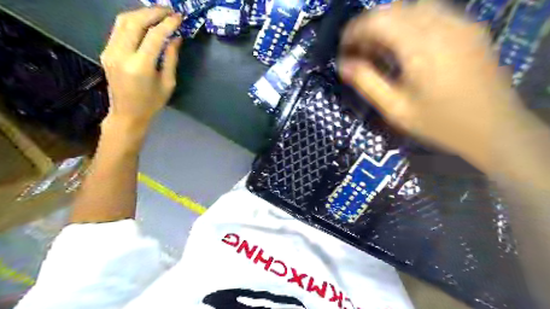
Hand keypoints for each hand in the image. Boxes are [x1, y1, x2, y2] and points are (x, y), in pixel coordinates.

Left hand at [100, 6, 182, 128]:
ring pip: (123, 20)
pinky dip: (133, 21)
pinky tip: (145, 22)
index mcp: (140, 66)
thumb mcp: (168, 83)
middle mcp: (121, 54)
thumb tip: (176, 37)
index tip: (179, 17)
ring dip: (141, 13)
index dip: (168, 23)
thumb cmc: (152, 103)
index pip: (154, 35)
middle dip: (154, 12)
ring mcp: (110, 51)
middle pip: (135, 21)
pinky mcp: (106, 51)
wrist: (127, 114)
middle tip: (170, 10)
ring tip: (158, 13)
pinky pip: (119, 29)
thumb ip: (171, 58)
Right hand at [340, 1, 523, 167]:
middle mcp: (441, 25)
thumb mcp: (396, 109)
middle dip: (370, 26)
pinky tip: (405, 46)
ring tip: (380, 48)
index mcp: (420, 46)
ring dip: (389, 24)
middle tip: (359, 51)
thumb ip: (367, 83)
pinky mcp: (469, 29)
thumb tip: (344, 65)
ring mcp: (460, 24)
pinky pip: (432, 13)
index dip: (354, 30)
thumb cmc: (439, 123)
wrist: (494, 128)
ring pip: (413, 7)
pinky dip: (410, 23)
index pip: (378, 20)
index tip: (343, 49)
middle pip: (394, 9)